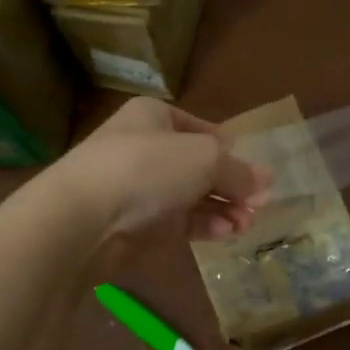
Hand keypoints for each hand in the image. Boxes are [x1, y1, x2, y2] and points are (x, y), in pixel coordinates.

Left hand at [48, 98, 271, 242]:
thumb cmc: (147, 168)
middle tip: (260, 204)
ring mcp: (139, 188)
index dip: (231, 150)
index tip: (256, 172)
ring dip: (224, 208)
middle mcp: (146, 148)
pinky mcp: (137, 224)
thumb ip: (239, 171)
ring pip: (192, 196)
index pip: (202, 129)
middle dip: (233, 185)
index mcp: (155, 116)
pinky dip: (205, 225)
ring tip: (247, 222)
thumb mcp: (205, 159)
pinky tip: (227, 233)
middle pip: (200, 166)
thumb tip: (265, 181)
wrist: (83, 218)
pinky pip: (179, 221)